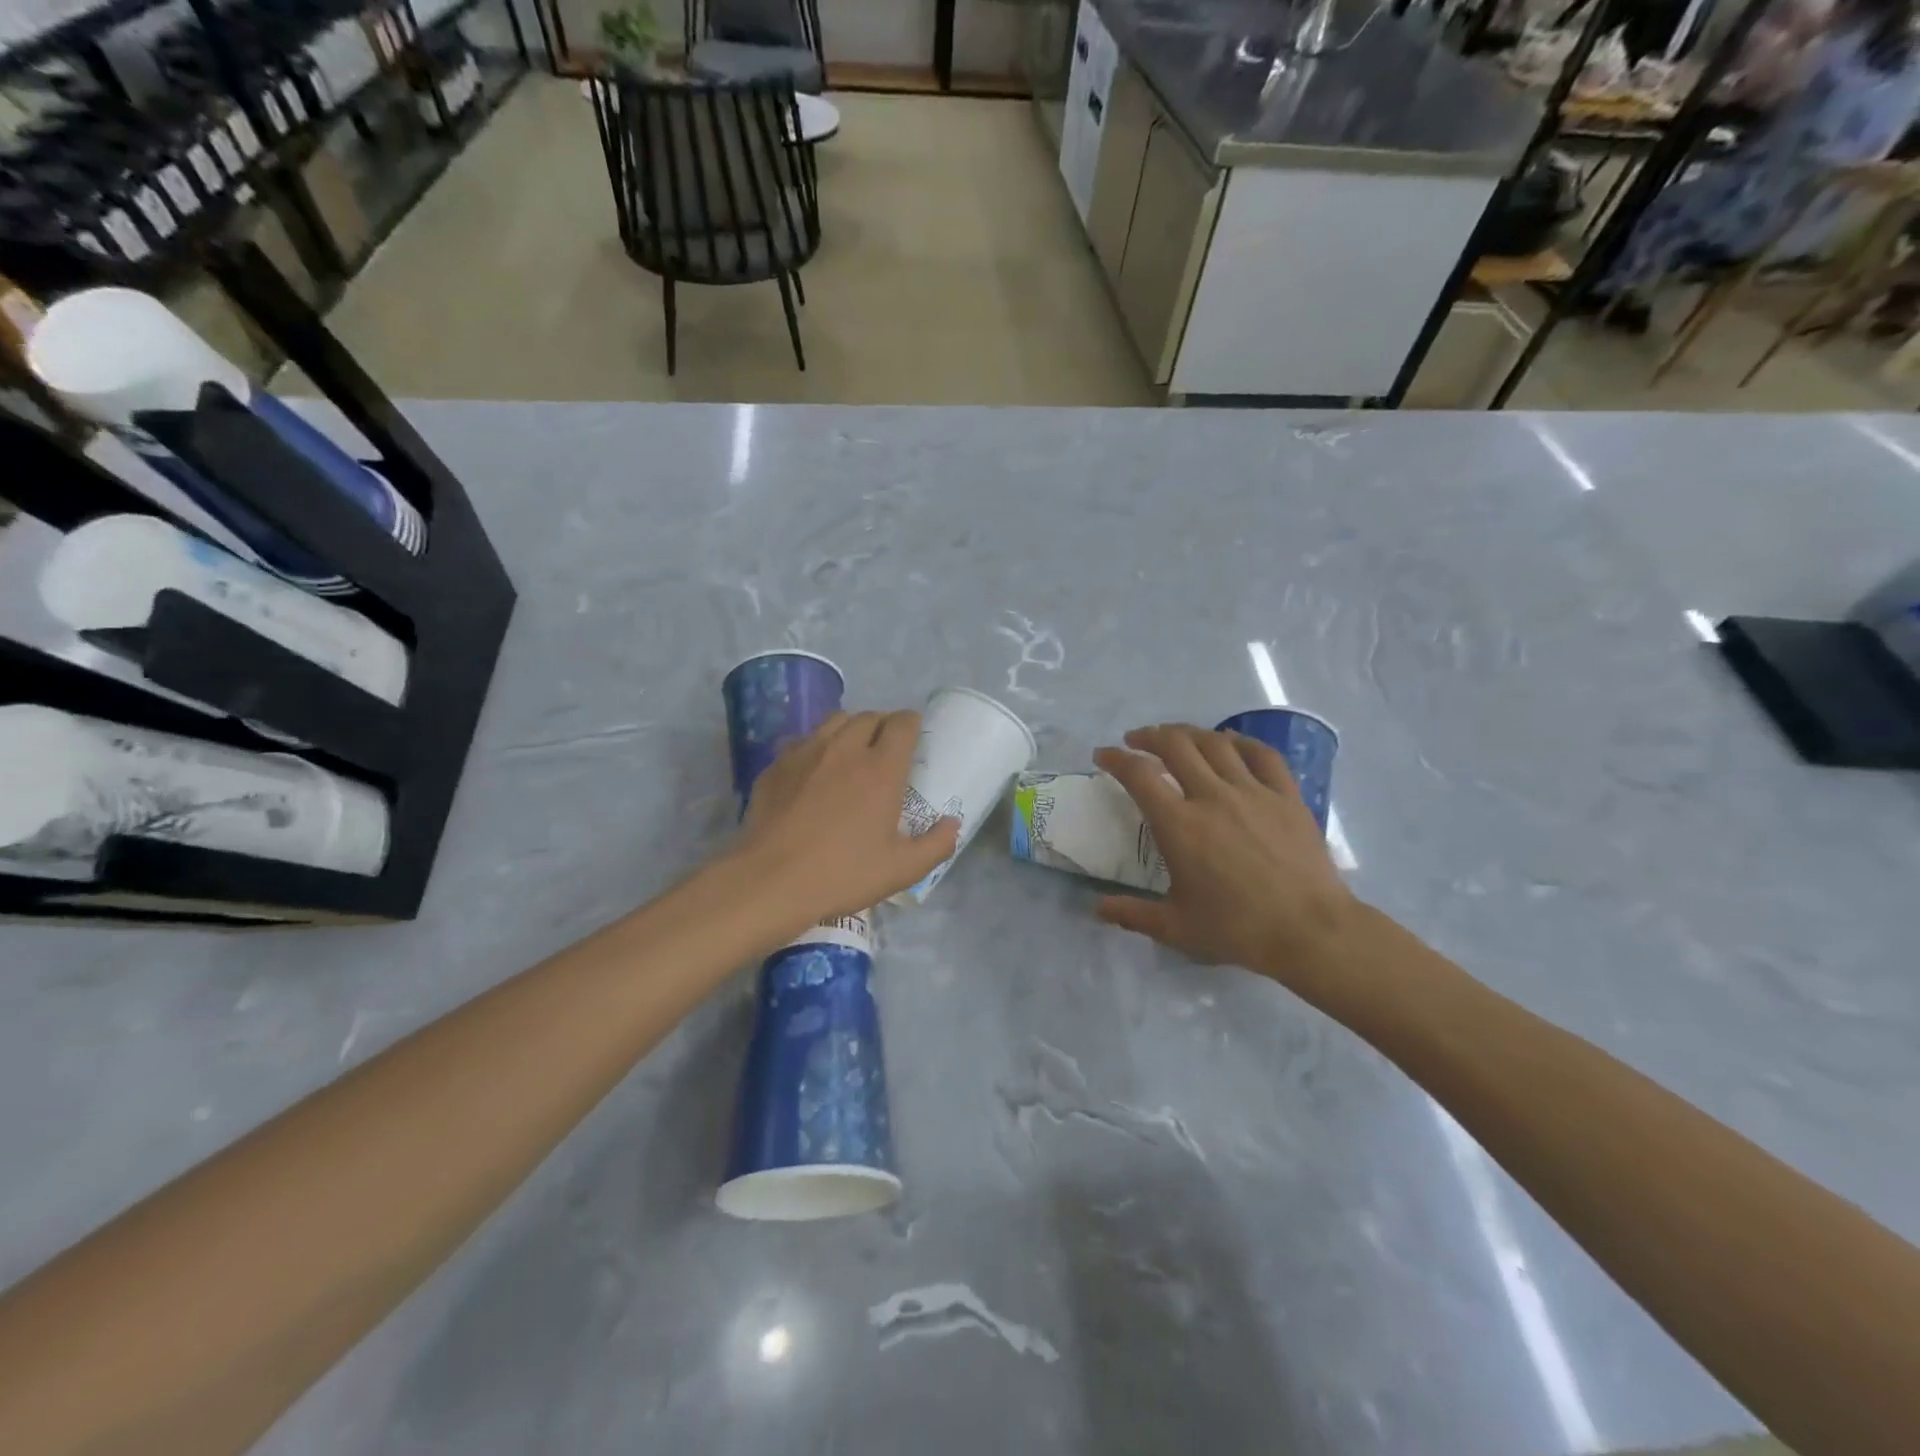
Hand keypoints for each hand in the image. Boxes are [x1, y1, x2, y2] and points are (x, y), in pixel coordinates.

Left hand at [736, 710, 959, 926]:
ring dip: (850, 728)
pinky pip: (803, 740)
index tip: (914, 738)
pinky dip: (816, 746)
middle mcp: (845, 749)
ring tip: (851, 752)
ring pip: (834, 721)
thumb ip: (937, 844)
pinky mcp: (777, 764)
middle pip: (869, 716)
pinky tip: (814, 770)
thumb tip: (953, 824)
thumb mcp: (902, 869)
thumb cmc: (843, 874)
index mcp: (881, 768)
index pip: (902, 723)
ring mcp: (806, 752)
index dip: (911, 724)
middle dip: (882, 725)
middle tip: (885, 749)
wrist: (771, 880)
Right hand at [1094, 724, 1361, 992]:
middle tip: (1136, 740)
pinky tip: (1231, 742)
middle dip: (1150, 736)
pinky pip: (1262, 754)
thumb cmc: (1238, 929)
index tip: (1104, 756)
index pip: (1138, 775)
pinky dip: (1241, 741)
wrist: (1310, 932)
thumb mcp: (1175, 928)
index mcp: (1179, 825)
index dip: (1116, 758)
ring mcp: (1253, 792)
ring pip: (1216, 743)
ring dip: (1189, 733)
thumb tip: (1097, 909)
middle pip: (1176, 745)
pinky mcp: (1287, 797)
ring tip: (1176, 736)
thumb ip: (1132, 914)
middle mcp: (1212, 797)